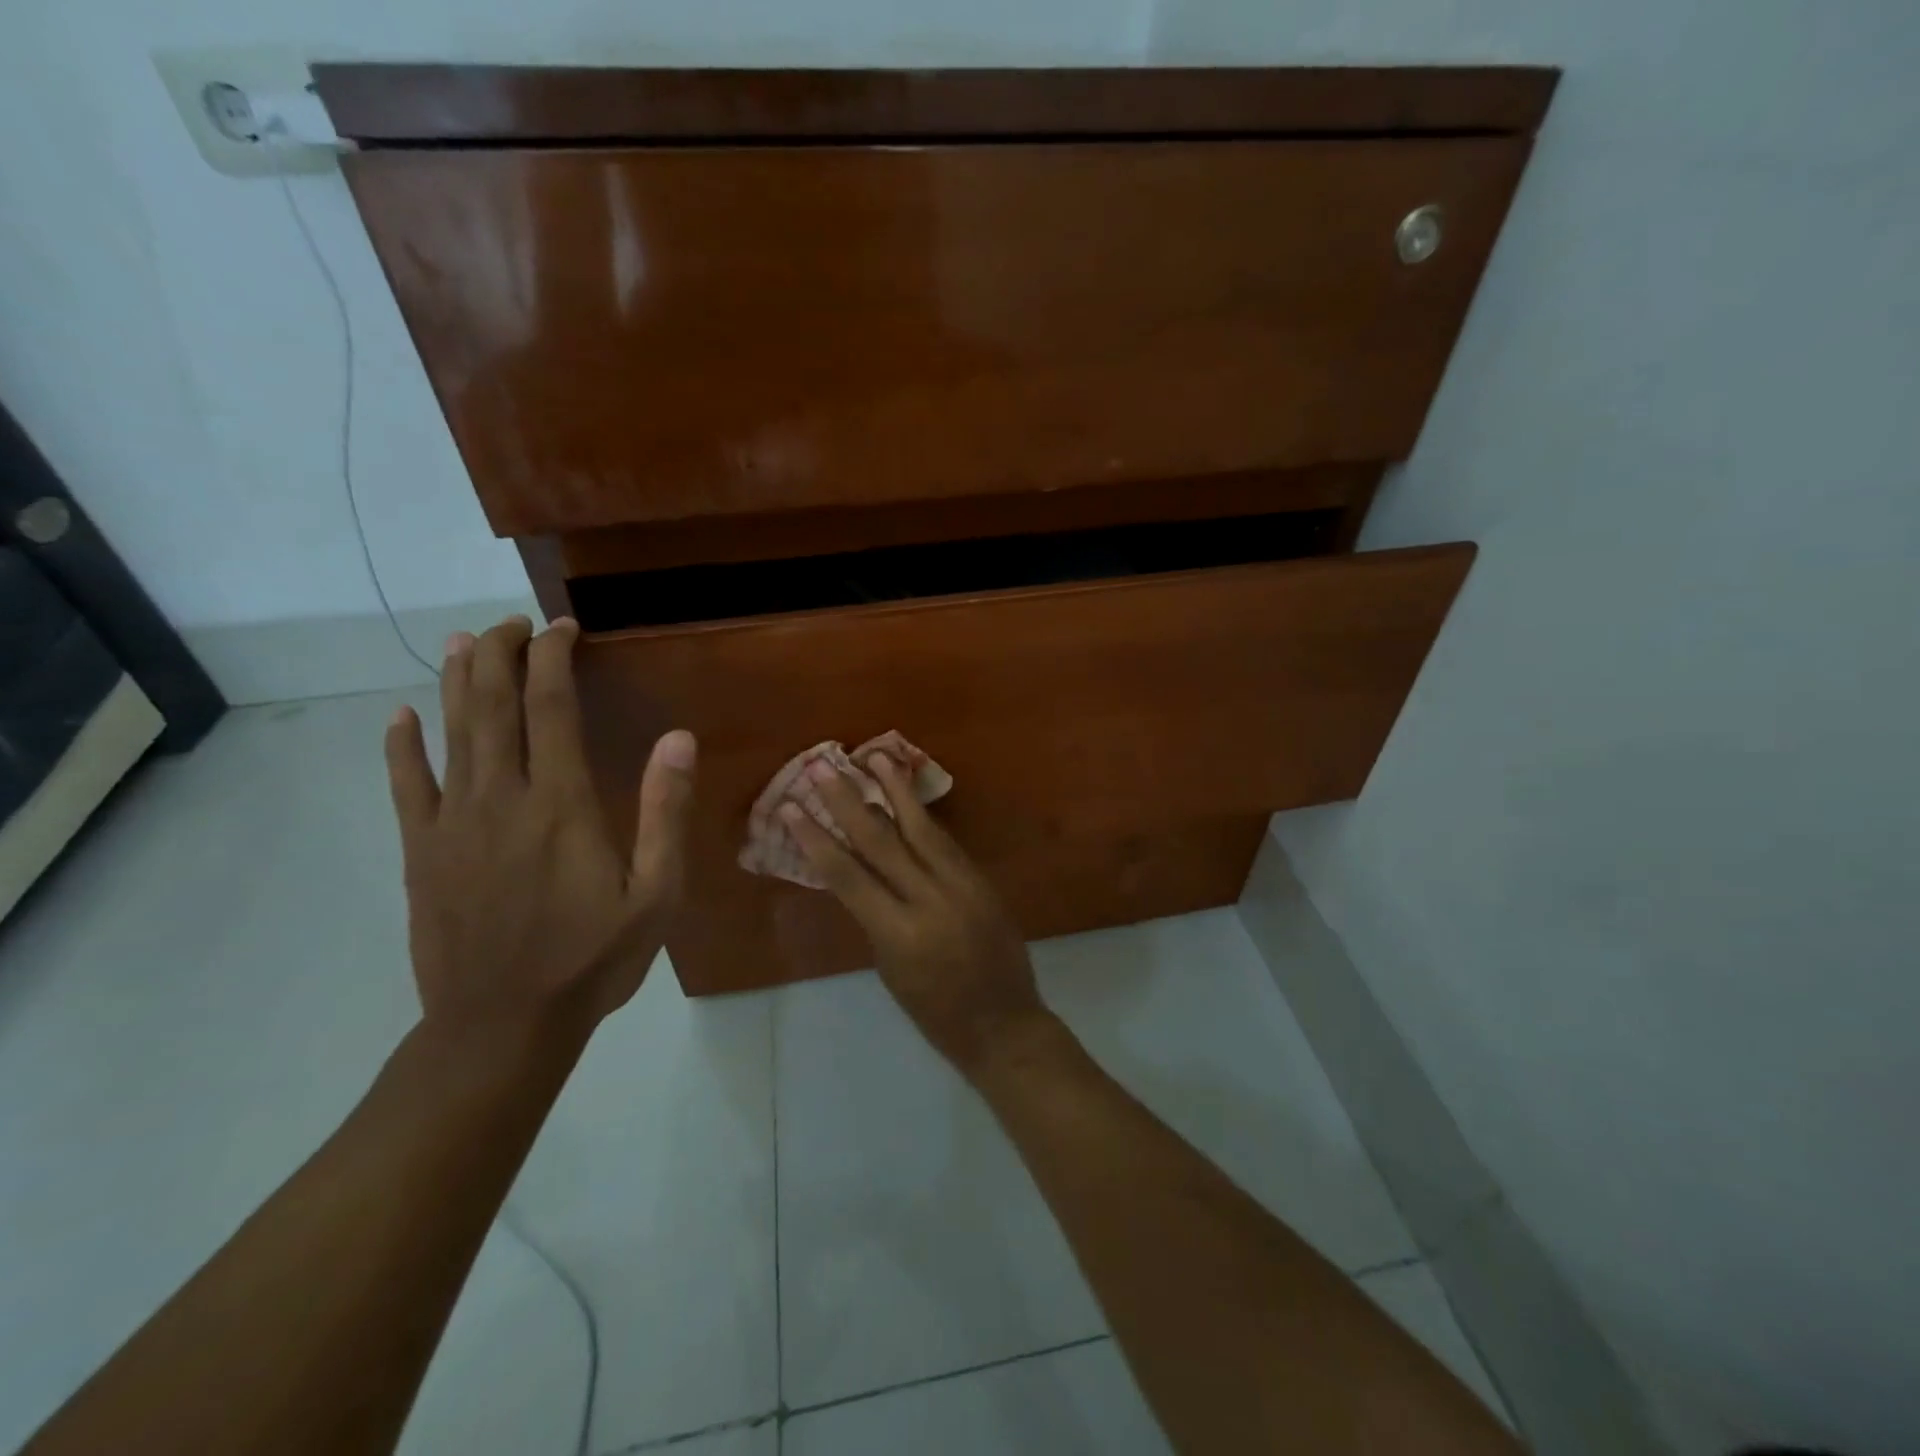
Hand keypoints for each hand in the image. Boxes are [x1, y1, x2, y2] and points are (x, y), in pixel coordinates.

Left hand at [384, 615, 696, 1033]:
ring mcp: (453, 823)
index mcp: (562, 803)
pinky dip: (402, 747)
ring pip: (450, 733)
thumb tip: (678, 738)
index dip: (554, 657)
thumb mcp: (656, 892)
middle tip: (513, 622)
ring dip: (455, 681)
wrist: (502, 1026)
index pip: (551, 706)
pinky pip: (407, 786)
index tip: (563, 627)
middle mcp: (502, 798)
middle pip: (492, 705)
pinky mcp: (422, 853)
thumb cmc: (593, 958)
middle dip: (501, 653)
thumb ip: (665, 811)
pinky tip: (399, 718)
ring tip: (462, 642)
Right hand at [781, 755, 1051, 1074]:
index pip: (848, 876)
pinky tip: (910, 795)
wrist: (1004, 1024)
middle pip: (881, 841)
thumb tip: (859, 873)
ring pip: (921, 828)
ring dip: (895, 790)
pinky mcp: (981, 880)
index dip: (816, 839)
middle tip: (823, 767)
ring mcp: (961, 885)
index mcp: (898, 934)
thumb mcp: (891, 970)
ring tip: (874, 757)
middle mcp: (929, 900)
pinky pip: (946, 842)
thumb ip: (875, 918)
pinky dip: (924, 816)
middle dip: (848, 802)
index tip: (791, 808)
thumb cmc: (936, 1013)